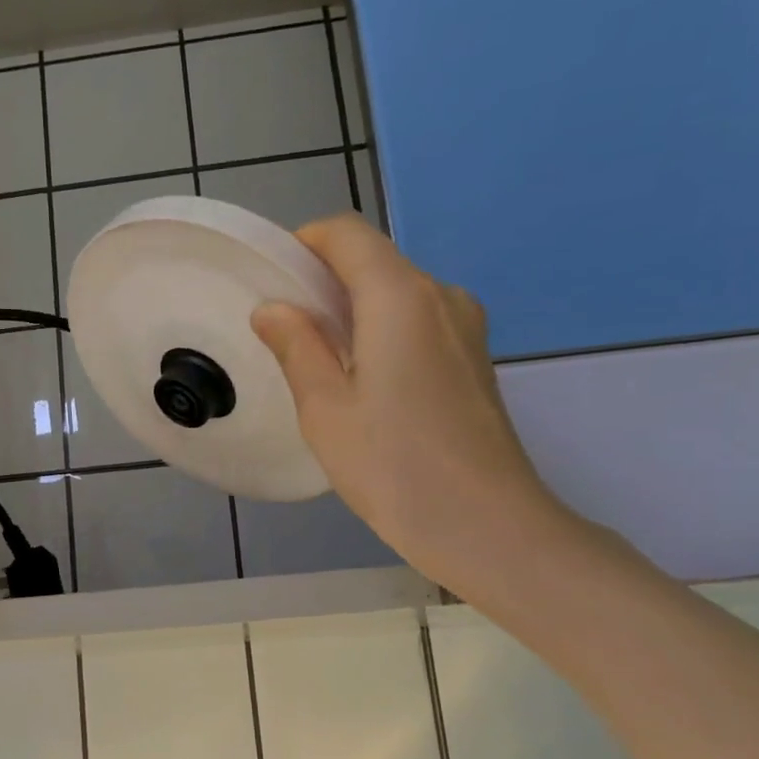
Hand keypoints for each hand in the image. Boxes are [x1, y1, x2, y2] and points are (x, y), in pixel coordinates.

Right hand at [250, 215, 562, 583]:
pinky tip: (365, 387)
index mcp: (399, 296)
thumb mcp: (325, 409)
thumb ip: (297, 347)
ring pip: (398, 295)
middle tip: (285, 334)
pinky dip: (383, 334)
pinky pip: (419, 324)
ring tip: (322, 366)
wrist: (485, 524)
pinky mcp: (475, 359)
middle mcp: (441, 296)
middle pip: (374, 262)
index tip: (272, 282)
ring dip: (354, 313)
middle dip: (325, 283)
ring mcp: (466, 328)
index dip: (304, 244)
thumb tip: (273, 309)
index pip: (347, 235)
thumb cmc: (393, 465)